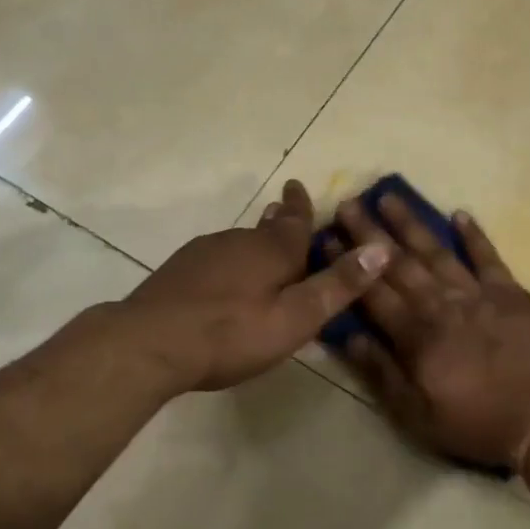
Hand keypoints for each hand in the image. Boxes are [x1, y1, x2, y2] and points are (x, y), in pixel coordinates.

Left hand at [120, 180, 390, 392]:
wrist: (148, 343)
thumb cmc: (231, 333)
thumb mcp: (296, 318)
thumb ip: (337, 285)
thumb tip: (382, 248)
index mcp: (273, 249)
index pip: (296, 218)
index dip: (301, 204)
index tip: (298, 185)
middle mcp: (239, 240)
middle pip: (267, 229)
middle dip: (280, 225)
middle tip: (288, 221)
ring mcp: (204, 253)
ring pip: (239, 244)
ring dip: (254, 247)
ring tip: (263, 260)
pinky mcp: (179, 271)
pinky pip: (215, 260)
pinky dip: (228, 267)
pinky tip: (224, 286)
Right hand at [335, 195, 529, 470]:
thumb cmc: (476, 423)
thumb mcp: (417, 415)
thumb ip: (382, 373)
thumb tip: (351, 336)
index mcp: (416, 335)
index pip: (372, 292)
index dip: (347, 265)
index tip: (326, 236)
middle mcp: (441, 304)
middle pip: (399, 264)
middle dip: (370, 233)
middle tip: (349, 202)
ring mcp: (477, 294)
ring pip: (437, 252)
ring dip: (411, 224)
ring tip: (390, 196)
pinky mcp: (510, 293)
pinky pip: (488, 258)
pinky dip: (475, 235)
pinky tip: (460, 213)